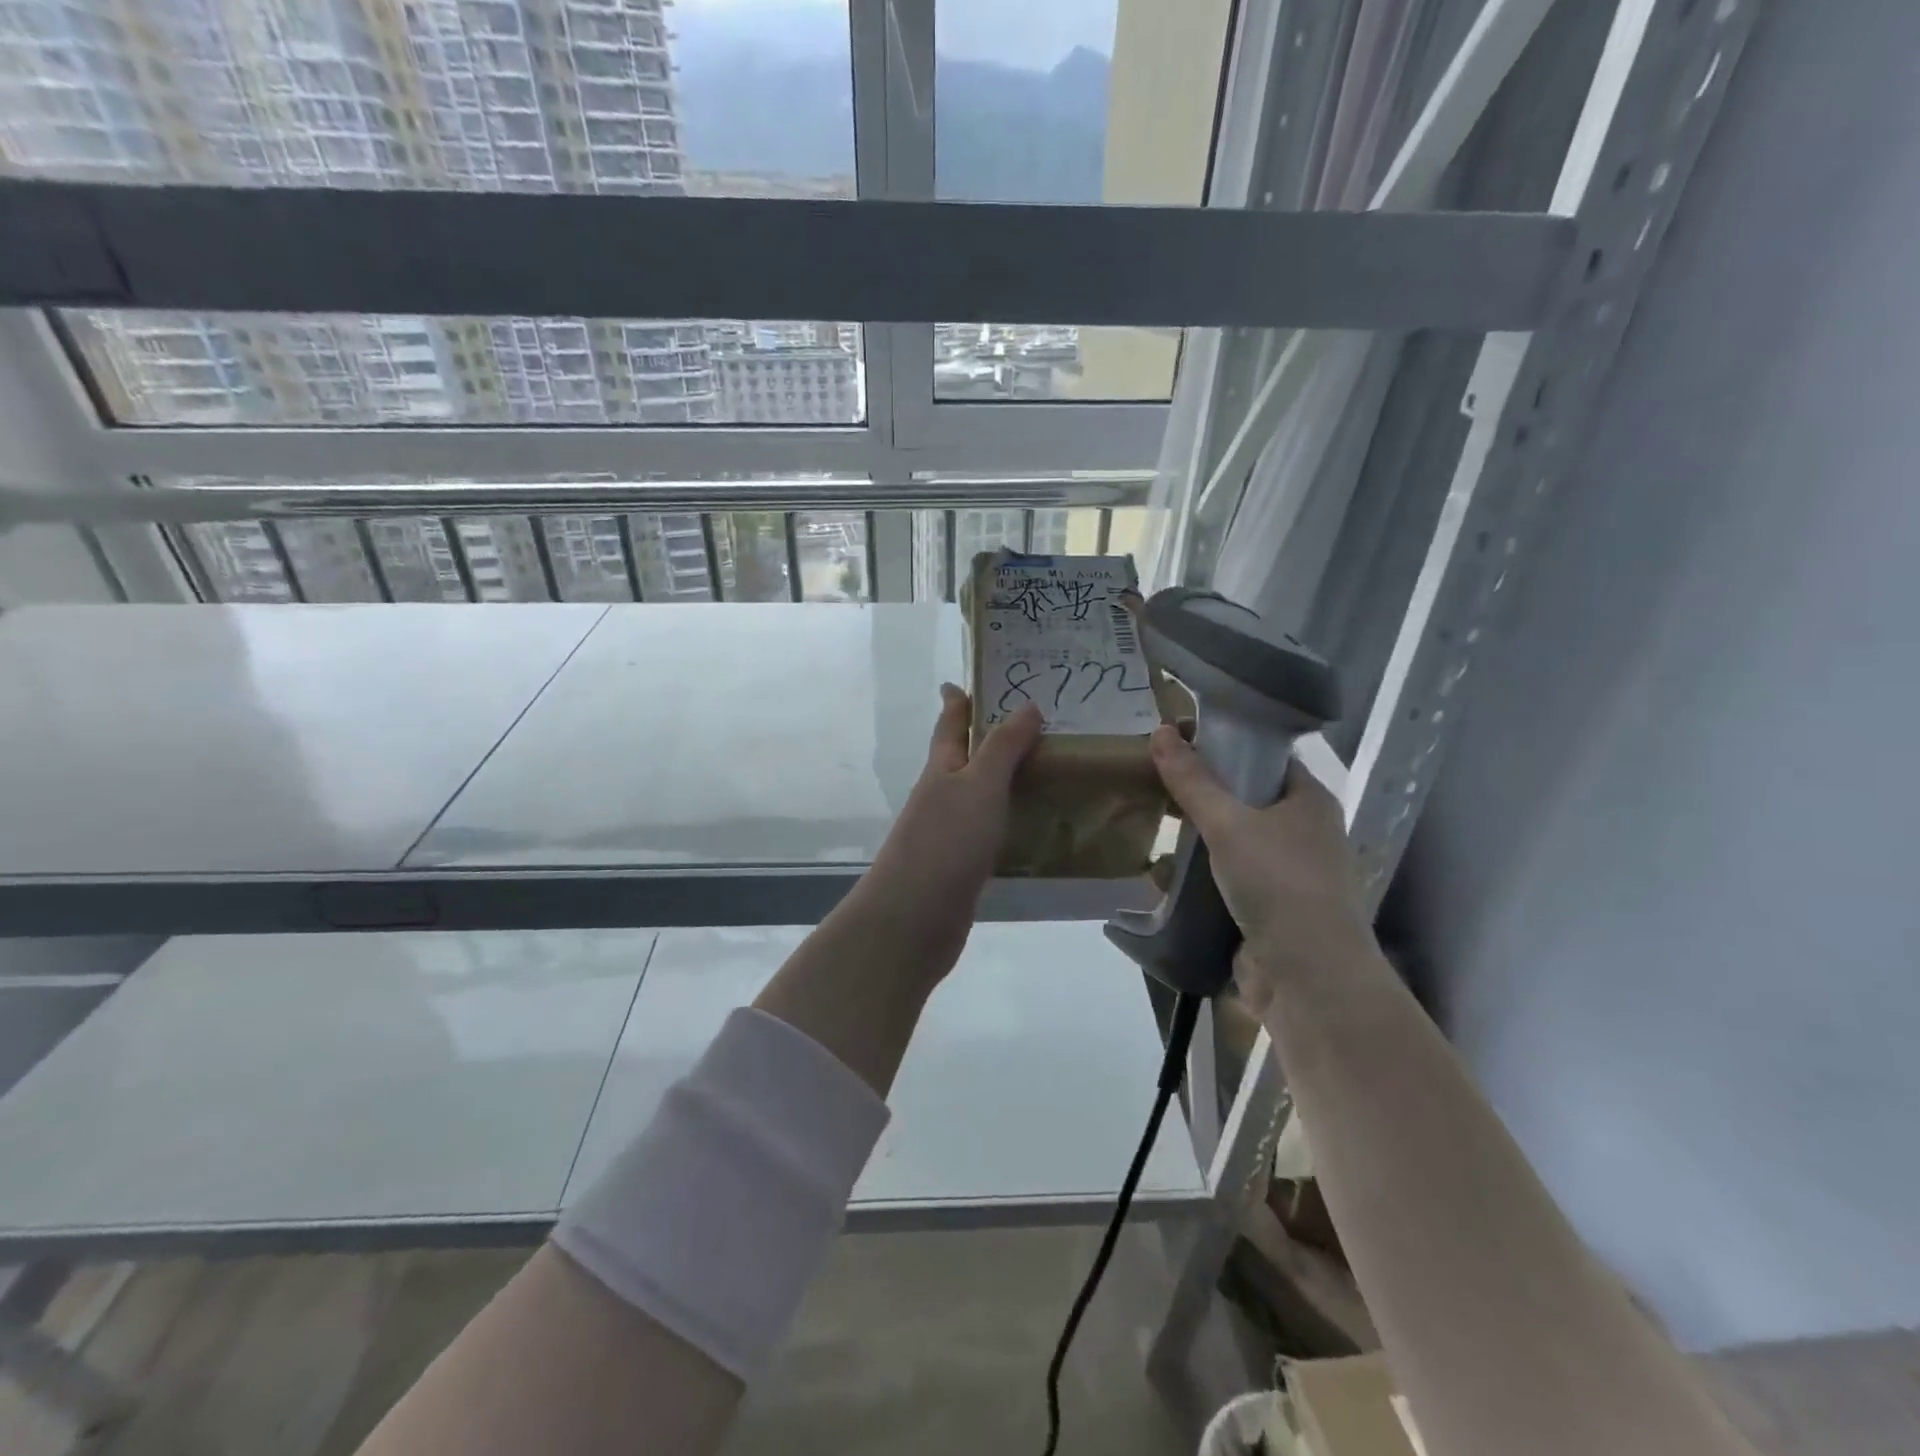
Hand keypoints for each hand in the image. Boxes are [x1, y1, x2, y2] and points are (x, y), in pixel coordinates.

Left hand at [850, 685, 1042, 969]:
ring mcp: (948, 833)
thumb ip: (1003, 747)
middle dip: (989, 739)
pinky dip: (1008, 819)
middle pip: (963, 758)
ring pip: (979, 795)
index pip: (949, 724)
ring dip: (1003, 779)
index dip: (958, 700)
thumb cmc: (946, 841)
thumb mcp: (979, 785)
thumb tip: (1027, 705)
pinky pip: (989, 830)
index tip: (967, 680)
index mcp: (941, 769)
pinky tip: (1032, 823)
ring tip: (1045, 768)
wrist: (915, 918)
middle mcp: (941, 796)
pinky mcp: (960, 865)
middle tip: (1034, 724)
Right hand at [1149, 724, 1375, 1011]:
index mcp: (1308, 800)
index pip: (1264, 757)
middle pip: (1245, 798)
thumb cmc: (1278, 884)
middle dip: (1201, 793)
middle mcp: (1304, 832)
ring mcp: (1287, 873)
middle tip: (1156, 782)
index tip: (1178, 741)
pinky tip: (1165, 872)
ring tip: (1154, 823)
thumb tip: (1161, 730)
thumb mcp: (1229, 823)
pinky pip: (1227, 879)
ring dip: (1196, 837)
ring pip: (1233, 841)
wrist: (1308, 978)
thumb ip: (1192, 780)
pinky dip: (1199, 875)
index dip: (1224, 745)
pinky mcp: (1268, 908)